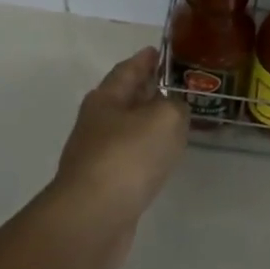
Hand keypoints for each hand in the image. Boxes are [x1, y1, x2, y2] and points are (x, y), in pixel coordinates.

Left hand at [41, 48, 187, 268]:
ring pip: (128, 130)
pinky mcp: (104, 186)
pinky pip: (131, 159)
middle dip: (147, 90)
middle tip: (175, 85)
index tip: (159, 51)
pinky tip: (162, 158)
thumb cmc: (128, 157)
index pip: (127, 70)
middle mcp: (97, 123)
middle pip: (125, 99)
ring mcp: (97, 156)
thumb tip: (173, 109)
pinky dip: (147, 153)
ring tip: (175, 121)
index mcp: (106, 99)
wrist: (94, 218)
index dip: (144, 59)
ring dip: (148, 124)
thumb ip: (175, 106)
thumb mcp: (165, 118)